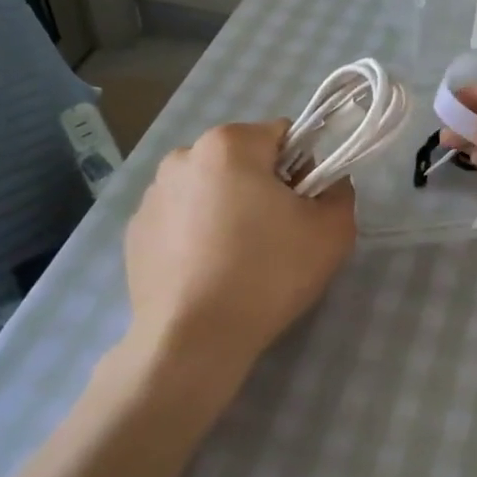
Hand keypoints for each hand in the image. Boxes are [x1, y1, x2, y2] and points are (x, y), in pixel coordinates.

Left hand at [123, 121, 355, 391]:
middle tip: (275, 237)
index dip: (303, 168)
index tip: (303, 208)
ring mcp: (153, 194)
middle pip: (243, 160)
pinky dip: (197, 234)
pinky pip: (181, 218)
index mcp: (229, 144)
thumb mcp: (332, 233)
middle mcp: (182, 156)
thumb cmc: (267, 275)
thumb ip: (340, 192)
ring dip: (227, 208)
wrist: (192, 341)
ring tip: (237, 260)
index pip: (282, 135)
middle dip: (262, 187)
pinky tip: (207, 272)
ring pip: (210, 189)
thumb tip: (328, 183)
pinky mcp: (136, 231)